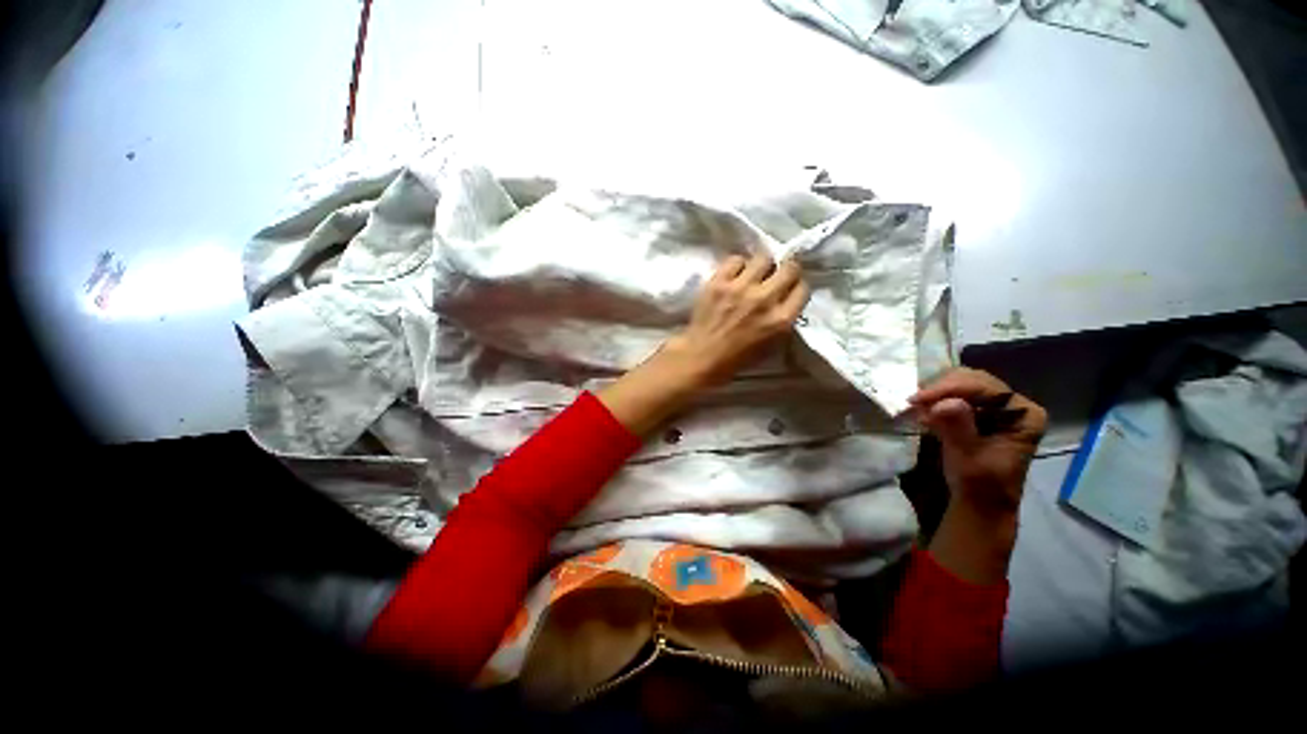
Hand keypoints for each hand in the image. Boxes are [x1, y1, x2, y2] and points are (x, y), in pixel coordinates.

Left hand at [596, 253, 808, 435]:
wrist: (701, 356)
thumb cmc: (737, 358)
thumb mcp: (772, 345)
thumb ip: (784, 320)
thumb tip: (787, 298)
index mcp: (780, 320)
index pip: (802, 288)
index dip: (796, 288)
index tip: (788, 289)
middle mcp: (764, 300)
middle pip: (789, 267)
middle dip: (785, 271)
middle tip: (775, 277)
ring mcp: (740, 288)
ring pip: (763, 258)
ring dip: (761, 266)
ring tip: (752, 276)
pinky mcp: (718, 282)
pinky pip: (735, 260)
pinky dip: (737, 267)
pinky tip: (733, 277)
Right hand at [909, 368, 1046, 517]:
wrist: (978, 503)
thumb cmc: (979, 484)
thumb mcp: (968, 457)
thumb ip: (958, 428)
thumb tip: (943, 403)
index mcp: (1024, 414)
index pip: (985, 387)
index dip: (949, 388)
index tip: (918, 399)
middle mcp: (1013, 405)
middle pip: (972, 380)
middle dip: (941, 388)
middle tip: (915, 402)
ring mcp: (996, 408)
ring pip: (961, 384)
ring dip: (936, 393)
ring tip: (917, 408)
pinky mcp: (978, 413)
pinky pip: (954, 395)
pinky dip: (936, 400)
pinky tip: (922, 411)